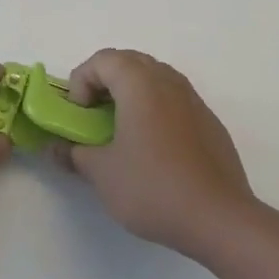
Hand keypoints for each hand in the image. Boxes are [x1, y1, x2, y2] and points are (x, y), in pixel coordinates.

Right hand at [55, 49, 254, 259]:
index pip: (102, 60)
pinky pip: (174, 100)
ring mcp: (193, 100)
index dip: (81, 82)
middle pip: (129, 62)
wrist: (220, 219)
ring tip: (120, 130)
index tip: (79, 116)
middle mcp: (168, 81)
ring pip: (154, 78)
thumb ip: (74, 153)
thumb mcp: (102, 173)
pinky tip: (152, 148)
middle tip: (93, 116)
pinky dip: (154, 109)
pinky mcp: (209, 122)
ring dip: (130, 94)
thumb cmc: (153, 187)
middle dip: (104, 82)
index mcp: (140, 84)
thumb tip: (58, 149)